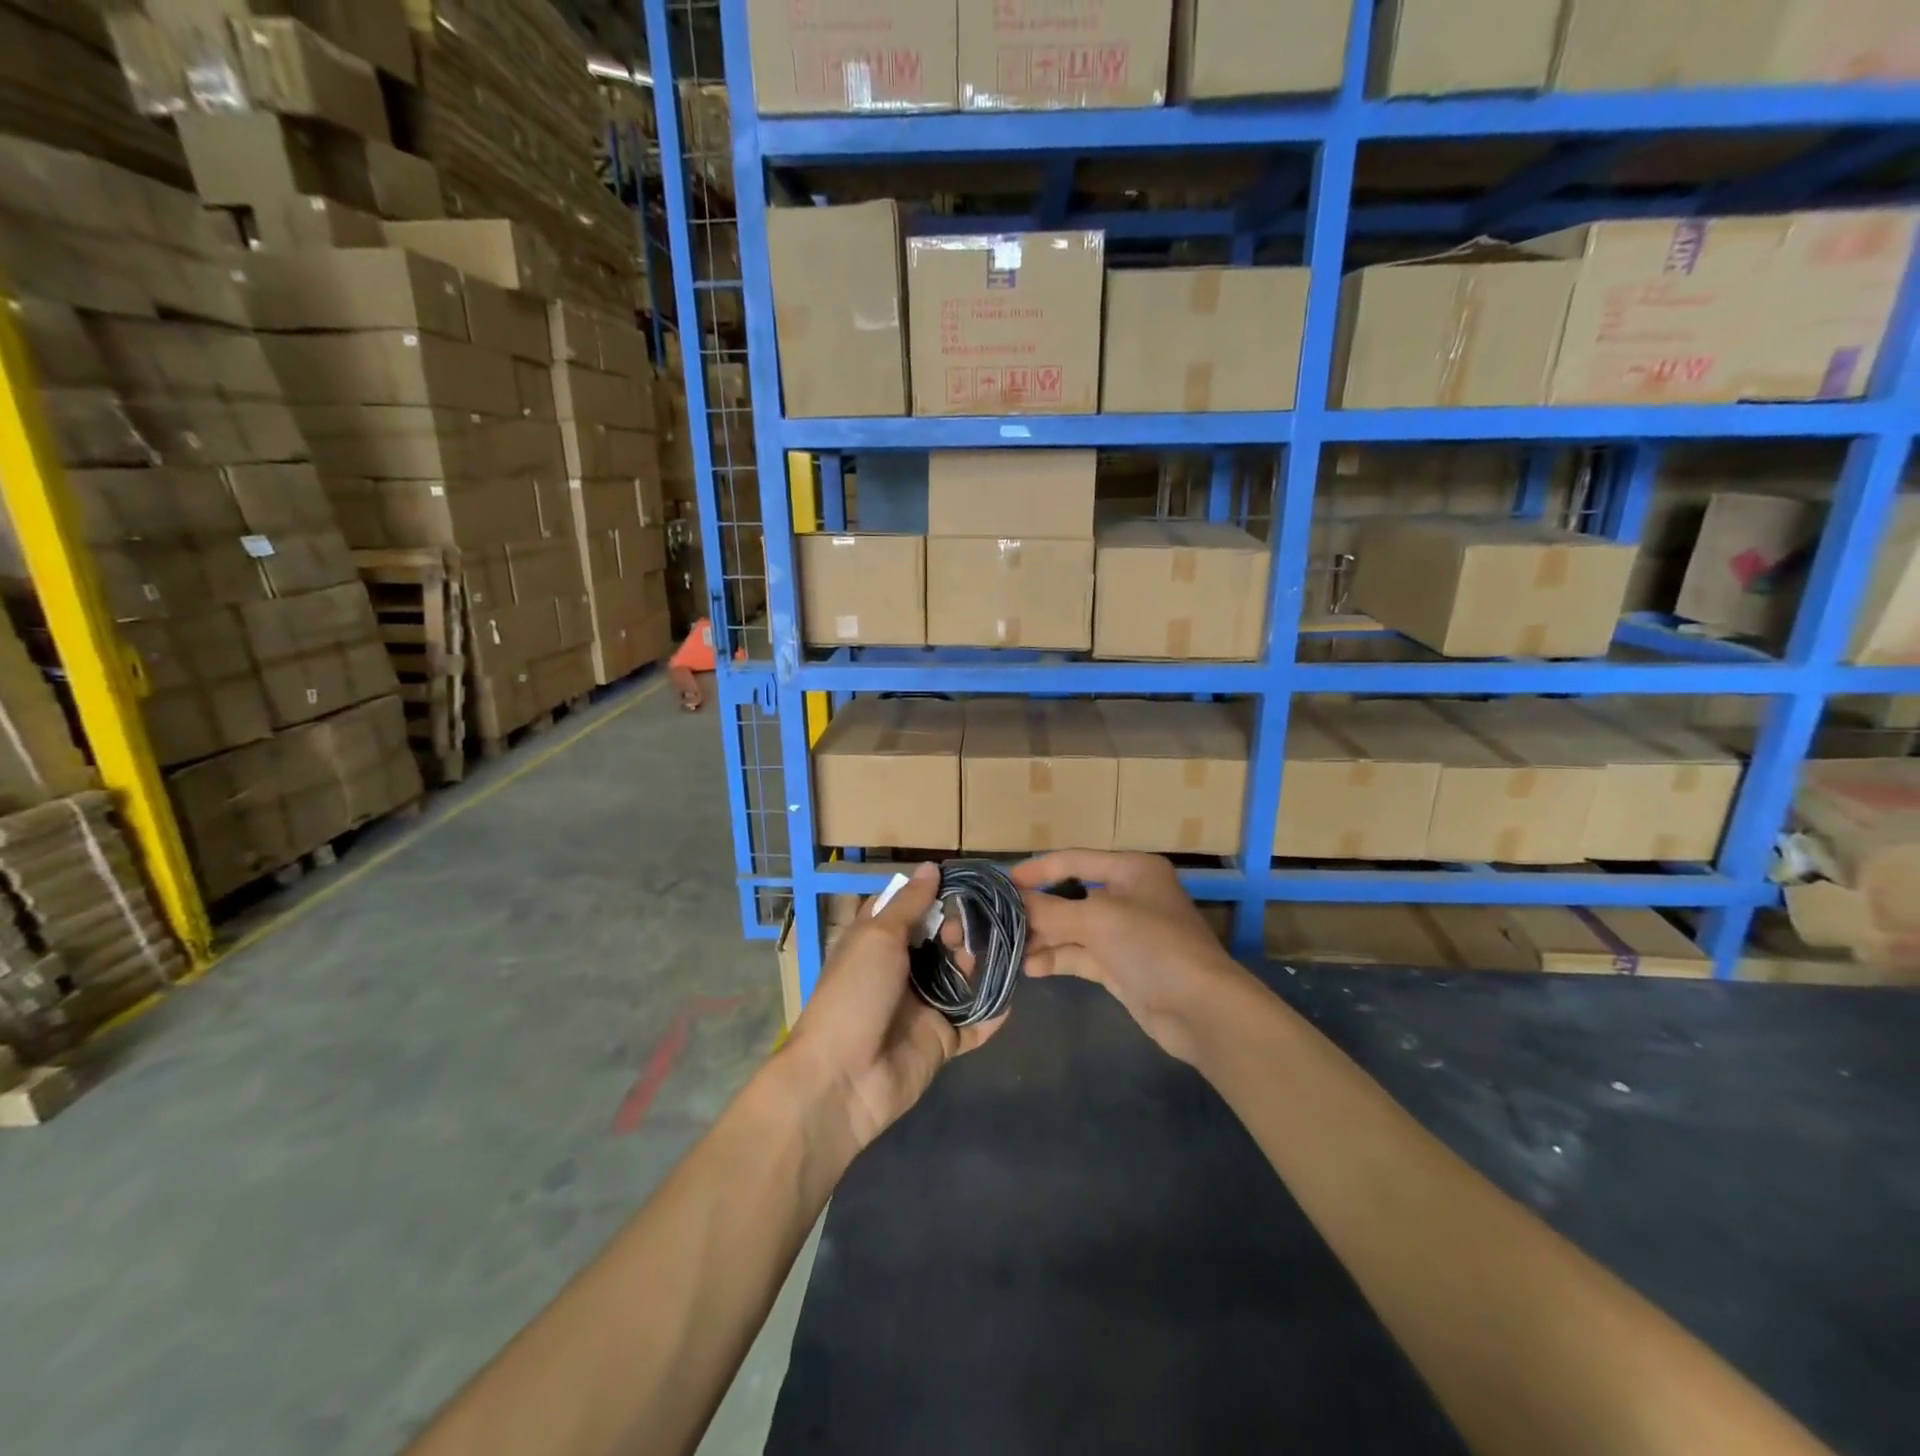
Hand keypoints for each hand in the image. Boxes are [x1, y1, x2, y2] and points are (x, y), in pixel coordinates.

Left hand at [780, 863, 1006, 1149]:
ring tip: (998, 951)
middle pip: (939, 941)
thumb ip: (910, 904)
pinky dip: (992, 1011)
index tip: (965, 880)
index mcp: (876, 942)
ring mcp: (922, 1006)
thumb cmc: (855, 993)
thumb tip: (931, 866)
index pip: (907, 908)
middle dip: (961, 929)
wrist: (844, 1078)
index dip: (932, 893)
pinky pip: (973, 1022)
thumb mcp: (878, 937)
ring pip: (960, 977)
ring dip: (979, 964)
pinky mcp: (941, 1039)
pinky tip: (1012, 994)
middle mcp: (900, 970)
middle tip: (978, 923)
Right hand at [1012, 851, 1251, 1064]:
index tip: (1003, 882)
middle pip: (1071, 897)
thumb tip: (1011, 900)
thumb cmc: (1153, 946)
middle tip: (1000, 922)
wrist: (1201, 1010)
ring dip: (1043, 938)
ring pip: (1073, 929)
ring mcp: (1124, 934)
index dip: (1039, 869)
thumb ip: (1050, 910)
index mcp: (1131, 870)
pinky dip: (1057, 958)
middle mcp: (1128, 896)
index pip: (1075, 860)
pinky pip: (1080, 956)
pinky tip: (1031, 968)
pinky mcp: (1120, 967)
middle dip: (1038, 910)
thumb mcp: (1098, 920)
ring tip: (1010, 950)